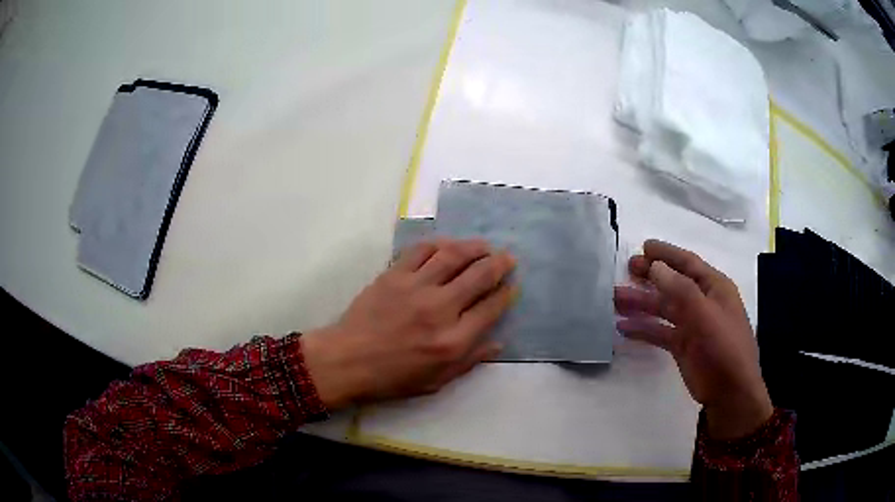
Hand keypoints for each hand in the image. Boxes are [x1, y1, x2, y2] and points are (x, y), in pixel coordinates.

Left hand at [301, 239, 515, 409]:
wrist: (348, 360)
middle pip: (479, 276)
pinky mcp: (394, 275)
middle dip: (500, 264)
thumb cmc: (393, 377)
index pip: (491, 308)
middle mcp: (440, 309)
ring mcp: (416, 287)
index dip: (506, 294)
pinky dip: (439, 244)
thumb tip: (498, 343)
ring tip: (484, 246)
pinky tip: (447, 245)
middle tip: (508, 258)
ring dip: (474, 247)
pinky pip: (421, 251)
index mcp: (453, 341)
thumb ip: (470, 361)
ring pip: (453, 255)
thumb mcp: (437, 381)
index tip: (512, 286)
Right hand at [614, 240, 772, 439]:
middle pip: (673, 283)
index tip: (643, 246)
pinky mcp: (682, 346)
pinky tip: (623, 329)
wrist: (730, 393)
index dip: (666, 254)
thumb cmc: (724, 348)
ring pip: (663, 308)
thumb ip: (681, 290)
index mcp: (714, 288)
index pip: (688, 263)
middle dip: (650, 275)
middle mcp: (702, 302)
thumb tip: (655, 267)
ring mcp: (692, 325)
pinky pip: (659, 332)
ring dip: (641, 303)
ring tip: (615, 300)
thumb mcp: (706, 315)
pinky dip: (643, 329)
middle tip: (627, 268)